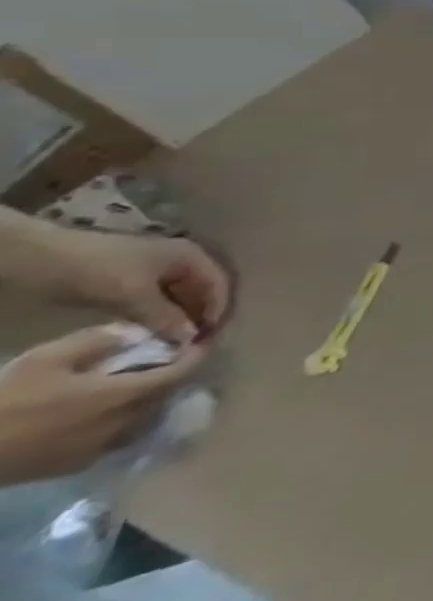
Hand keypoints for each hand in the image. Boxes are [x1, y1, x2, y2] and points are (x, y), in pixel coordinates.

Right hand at [0, 327, 206, 484]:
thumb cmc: (7, 401)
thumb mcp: (51, 357)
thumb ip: (101, 340)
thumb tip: (138, 332)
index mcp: (125, 396)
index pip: (181, 373)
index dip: (196, 356)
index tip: (202, 341)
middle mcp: (124, 424)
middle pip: (167, 396)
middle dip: (175, 375)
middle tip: (171, 358)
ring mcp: (102, 448)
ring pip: (146, 418)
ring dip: (153, 398)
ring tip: (142, 381)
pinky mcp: (78, 465)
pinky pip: (120, 436)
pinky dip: (128, 418)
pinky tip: (110, 409)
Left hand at [52, 228, 229, 344]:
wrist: (46, 259)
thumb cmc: (101, 271)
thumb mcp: (134, 295)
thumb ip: (165, 316)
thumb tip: (189, 339)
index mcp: (191, 257)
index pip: (218, 284)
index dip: (217, 309)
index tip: (207, 337)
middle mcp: (181, 261)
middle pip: (201, 291)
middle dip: (199, 316)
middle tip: (191, 344)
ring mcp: (158, 271)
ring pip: (179, 298)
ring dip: (179, 319)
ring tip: (172, 342)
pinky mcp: (136, 282)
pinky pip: (159, 301)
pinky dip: (160, 317)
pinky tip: (153, 332)